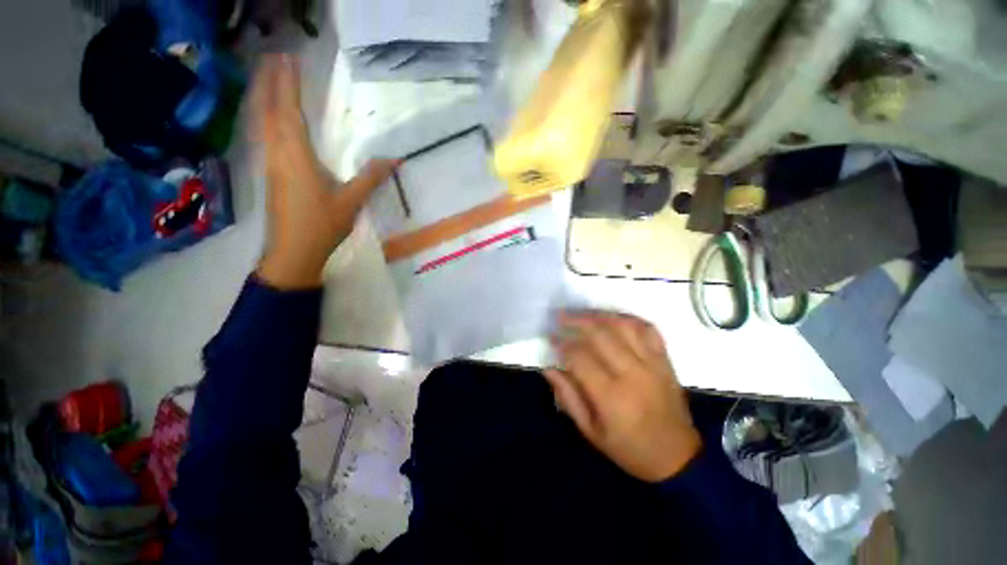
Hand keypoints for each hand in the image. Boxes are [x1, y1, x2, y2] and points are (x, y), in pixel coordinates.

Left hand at [252, 53, 395, 288]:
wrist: (293, 252)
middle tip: (275, 57)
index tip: (289, 58)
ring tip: (269, 77)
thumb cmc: (321, 226)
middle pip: (268, 109)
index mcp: (296, 156)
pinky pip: (264, 136)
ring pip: (262, 121)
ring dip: (264, 96)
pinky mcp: (271, 174)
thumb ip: (370, 178)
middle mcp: (278, 153)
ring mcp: (270, 163)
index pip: (289, 111)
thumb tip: (393, 159)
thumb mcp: (350, 202)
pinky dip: (265, 117)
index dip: (288, 84)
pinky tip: (270, 117)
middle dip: (270, 81)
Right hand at [544, 312, 701, 481]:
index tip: (550, 337)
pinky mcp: (665, 361)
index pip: (580, 357)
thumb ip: (567, 397)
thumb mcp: (590, 431)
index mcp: (611, 396)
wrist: (678, 457)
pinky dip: (629, 318)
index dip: (562, 343)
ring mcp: (652, 364)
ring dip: (599, 315)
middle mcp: (633, 374)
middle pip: (601, 334)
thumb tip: (548, 367)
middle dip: (576, 320)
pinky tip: (613, 318)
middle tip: (560, 316)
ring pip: (624, 326)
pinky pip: (648, 329)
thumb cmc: (629, 448)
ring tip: (582, 313)